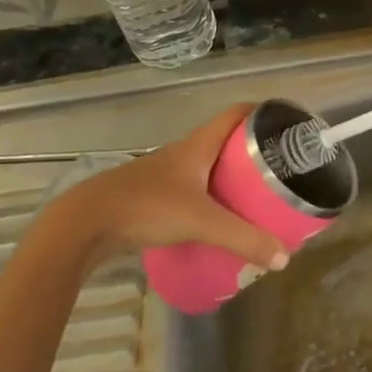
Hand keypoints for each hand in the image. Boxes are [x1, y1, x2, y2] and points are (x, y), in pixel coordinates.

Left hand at [56, 105, 289, 269]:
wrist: (85, 222)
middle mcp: (183, 152)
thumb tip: (284, 259)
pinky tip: (217, 220)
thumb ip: (243, 239)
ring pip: (207, 166)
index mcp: (198, 145)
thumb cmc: (147, 206)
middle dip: (252, 151)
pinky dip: (210, 197)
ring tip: (256, 196)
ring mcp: (165, 173)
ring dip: (230, 176)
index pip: (236, 114)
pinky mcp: (152, 195)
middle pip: (225, 141)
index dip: (262, 113)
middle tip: (279, 169)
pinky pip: (192, 188)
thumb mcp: (201, 222)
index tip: (286, 124)